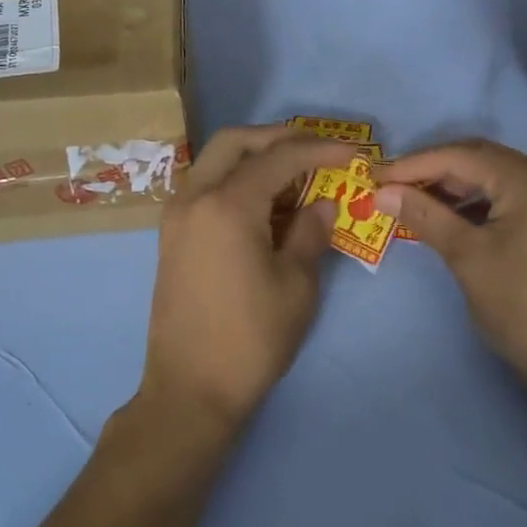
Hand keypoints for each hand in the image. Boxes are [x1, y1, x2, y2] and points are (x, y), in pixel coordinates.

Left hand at [141, 125, 348, 429]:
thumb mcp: (296, 285)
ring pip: (215, 161)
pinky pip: (205, 186)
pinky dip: (235, 179)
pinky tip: (265, 203)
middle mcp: (194, 197)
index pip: (279, 157)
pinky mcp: (172, 235)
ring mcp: (176, 215)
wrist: (190, 389)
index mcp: (227, 205)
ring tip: (295, 175)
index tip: (354, 153)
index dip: (321, 150)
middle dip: (278, 137)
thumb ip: (310, 232)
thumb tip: (323, 203)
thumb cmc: (251, 339)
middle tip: (317, 150)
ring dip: (254, 157)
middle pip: (235, 141)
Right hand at [376, 140, 526, 395]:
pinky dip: (482, 203)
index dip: (415, 163)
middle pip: (484, 161)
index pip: (464, 156)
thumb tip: (383, 191)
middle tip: (391, 187)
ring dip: (457, 188)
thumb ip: (424, 215)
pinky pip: (515, 196)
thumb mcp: (467, 257)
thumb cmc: (521, 308)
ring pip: (499, 178)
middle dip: (435, 172)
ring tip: (415, 202)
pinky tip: (453, 216)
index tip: (376, 175)